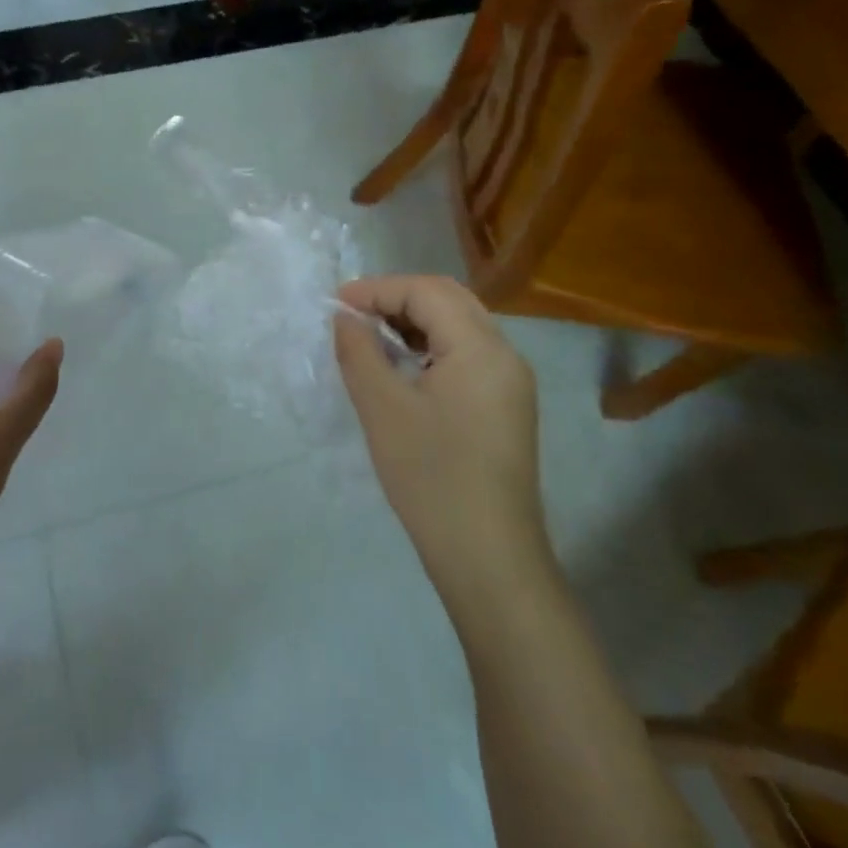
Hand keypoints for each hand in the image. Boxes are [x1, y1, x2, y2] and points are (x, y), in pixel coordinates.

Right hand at [334, 275, 545, 590]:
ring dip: (414, 321)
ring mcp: (511, 382)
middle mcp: (505, 354)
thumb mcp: (382, 408)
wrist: (488, 557)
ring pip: (460, 326)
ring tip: (371, 337)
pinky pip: (467, 355)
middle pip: (448, 300)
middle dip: (397, 298)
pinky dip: (431, 347)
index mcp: (481, 347)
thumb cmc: (431, 477)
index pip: (426, 292)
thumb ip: (359, 351)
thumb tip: (345, 318)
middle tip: (353, 315)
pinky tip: (403, 367)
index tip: (335, 305)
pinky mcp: (507, 406)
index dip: (377, 289)